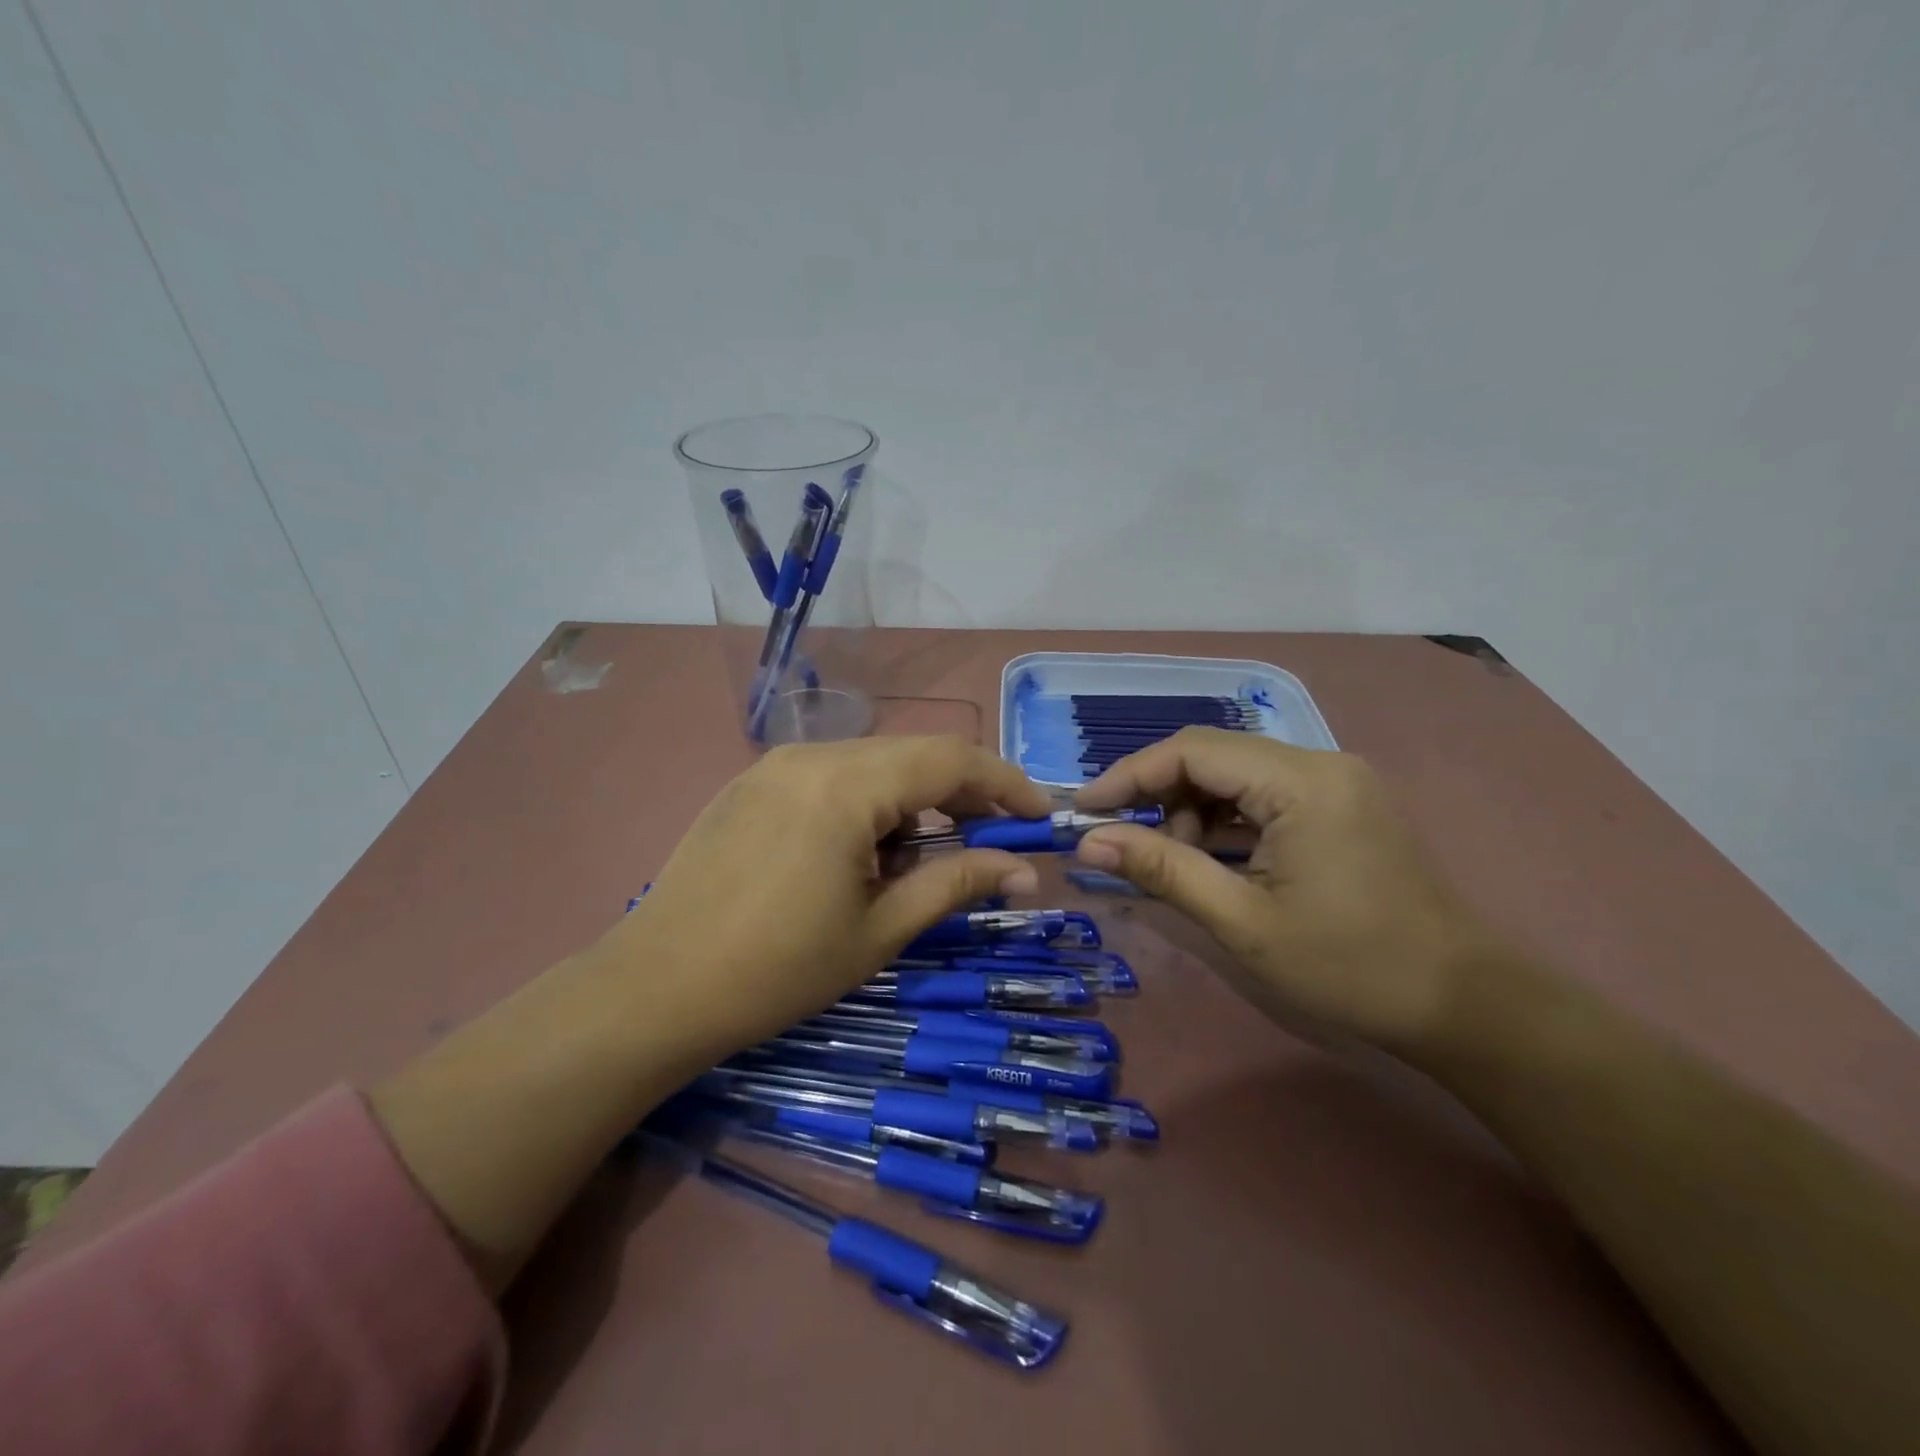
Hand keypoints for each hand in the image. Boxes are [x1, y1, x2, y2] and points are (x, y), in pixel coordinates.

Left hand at [595, 735, 1052, 1063]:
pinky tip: (859, 853)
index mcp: (847, 785)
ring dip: (912, 799)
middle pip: (913, 754)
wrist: (654, 989)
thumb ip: (955, 883)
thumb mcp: (880, 929)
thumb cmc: (778, 969)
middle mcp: (811, 754)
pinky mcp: (751, 783)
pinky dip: (866, 802)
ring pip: (871, 763)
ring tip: (916, 860)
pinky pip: (830, 774)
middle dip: (962, 792)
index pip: (951, 759)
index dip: (1005, 783)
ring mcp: (774, 764)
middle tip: (990, 841)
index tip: (1039, 816)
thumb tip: (1024, 870)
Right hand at [1073, 727, 1506, 1053]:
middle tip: (1122, 842)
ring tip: (1174, 863)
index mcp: (1300, 782)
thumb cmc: (1351, 967)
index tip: (1084, 812)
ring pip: (1236, 774)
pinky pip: (1264, 793)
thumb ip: (1163, 871)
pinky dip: (1226, 820)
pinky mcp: (1342, 804)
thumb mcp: (1243, 922)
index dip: (1129, 775)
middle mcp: (1319, 763)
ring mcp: (1336, 781)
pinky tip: (1213, 859)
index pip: (1192, 751)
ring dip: (1192, 810)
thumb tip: (1089, 844)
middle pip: (1212, 755)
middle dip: (1158, 794)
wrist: (1465, 1004)